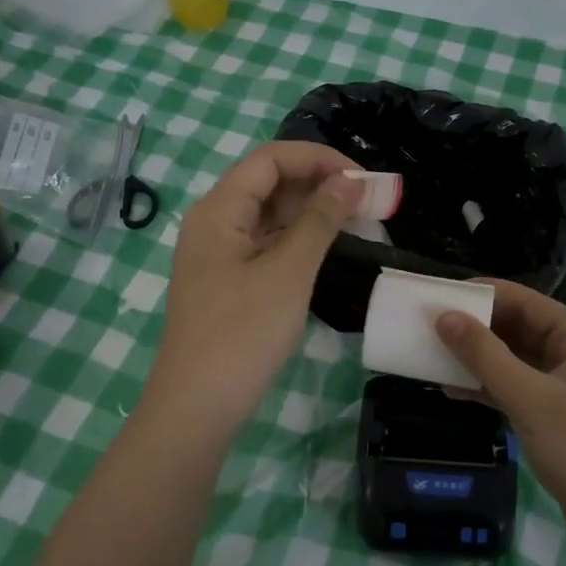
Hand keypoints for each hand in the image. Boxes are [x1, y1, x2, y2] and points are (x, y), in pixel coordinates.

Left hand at [146, 141, 362, 433]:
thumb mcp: (289, 271)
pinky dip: (298, 237)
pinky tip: (327, 245)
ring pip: (269, 213)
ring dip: (311, 210)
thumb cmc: (243, 333)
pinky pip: (265, 241)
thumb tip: (351, 180)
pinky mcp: (228, 278)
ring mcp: (219, 252)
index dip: (318, 159)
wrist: (197, 406)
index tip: (362, 178)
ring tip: (357, 219)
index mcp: (219, 209)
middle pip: (268, 182)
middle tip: (368, 200)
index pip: (271, 159)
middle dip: (319, 182)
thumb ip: (320, 219)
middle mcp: (214, 221)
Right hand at [437, 280, 565, 554]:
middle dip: (473, 327)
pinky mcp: (554, 413)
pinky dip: (486, 386)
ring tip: (430, 355)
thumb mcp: (530, 400)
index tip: (435, 297)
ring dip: (476, 358)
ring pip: (512, 357)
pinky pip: (514, 386)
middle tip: (425, 327)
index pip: (521, 299)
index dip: (478, 295)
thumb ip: (485, 356)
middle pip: (515, 325)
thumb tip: (444, 316)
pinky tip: (451, 390)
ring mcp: (564, 383)